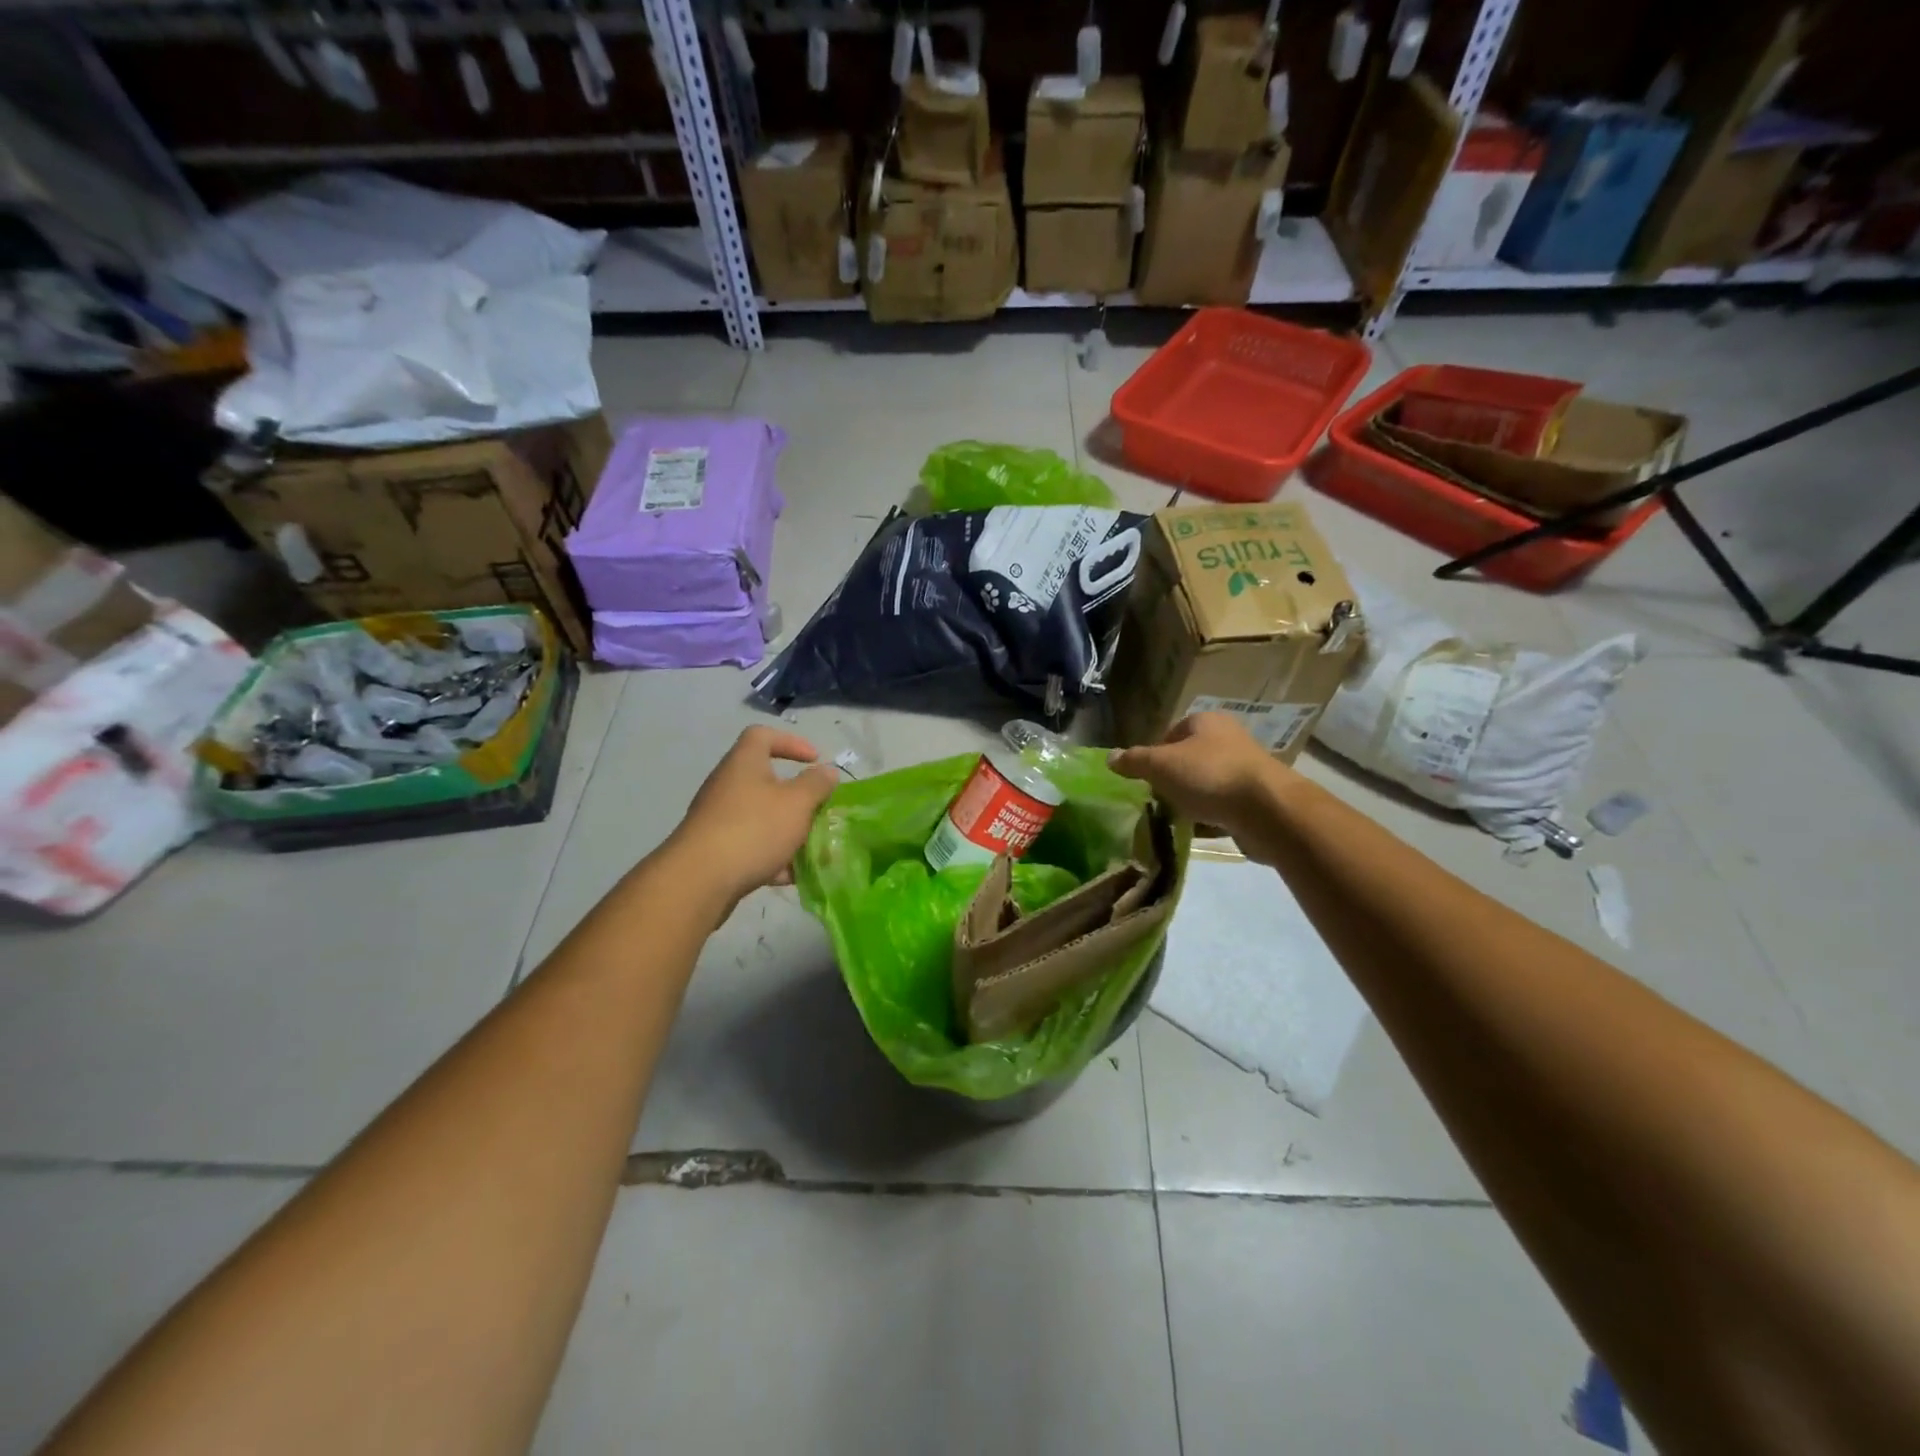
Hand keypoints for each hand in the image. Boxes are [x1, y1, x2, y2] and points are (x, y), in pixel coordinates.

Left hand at [666, 727, 838, 908]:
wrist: (699, 880)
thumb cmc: (754, 829)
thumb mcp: (797, 803)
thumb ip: (816, 785)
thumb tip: (827, 771)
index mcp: (744, 763)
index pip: (763, 736)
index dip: (791, 742)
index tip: (815, 760)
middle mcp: (727, 785)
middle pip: (765, 780)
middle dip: (796, 797)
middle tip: (818, 810)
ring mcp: (718, 819)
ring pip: (760, 816)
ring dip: (787, 829)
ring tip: (811, 847)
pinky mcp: (715, 850)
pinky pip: (750, 845)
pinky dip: (771, 856)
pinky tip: (789, 875)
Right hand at [1109, 713, 1294, 862]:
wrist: (1268, 810)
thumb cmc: (1209, 776)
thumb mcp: (1161, 765)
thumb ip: (1134, 761)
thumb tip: (1110, 757)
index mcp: (1207, 722)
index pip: (1172, 732)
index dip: (1155, 753)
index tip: (1146, 777)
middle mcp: (1229, 739)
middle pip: (1190, 758)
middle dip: (1173, 779)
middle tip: (1157, 798)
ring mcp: (1246, 769)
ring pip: (1207, 783)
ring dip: (1192, 799)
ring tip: (1176, 818)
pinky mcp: (1257, 798)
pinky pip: (1224, 806)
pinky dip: (1210, 817)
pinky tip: (1199, 831)